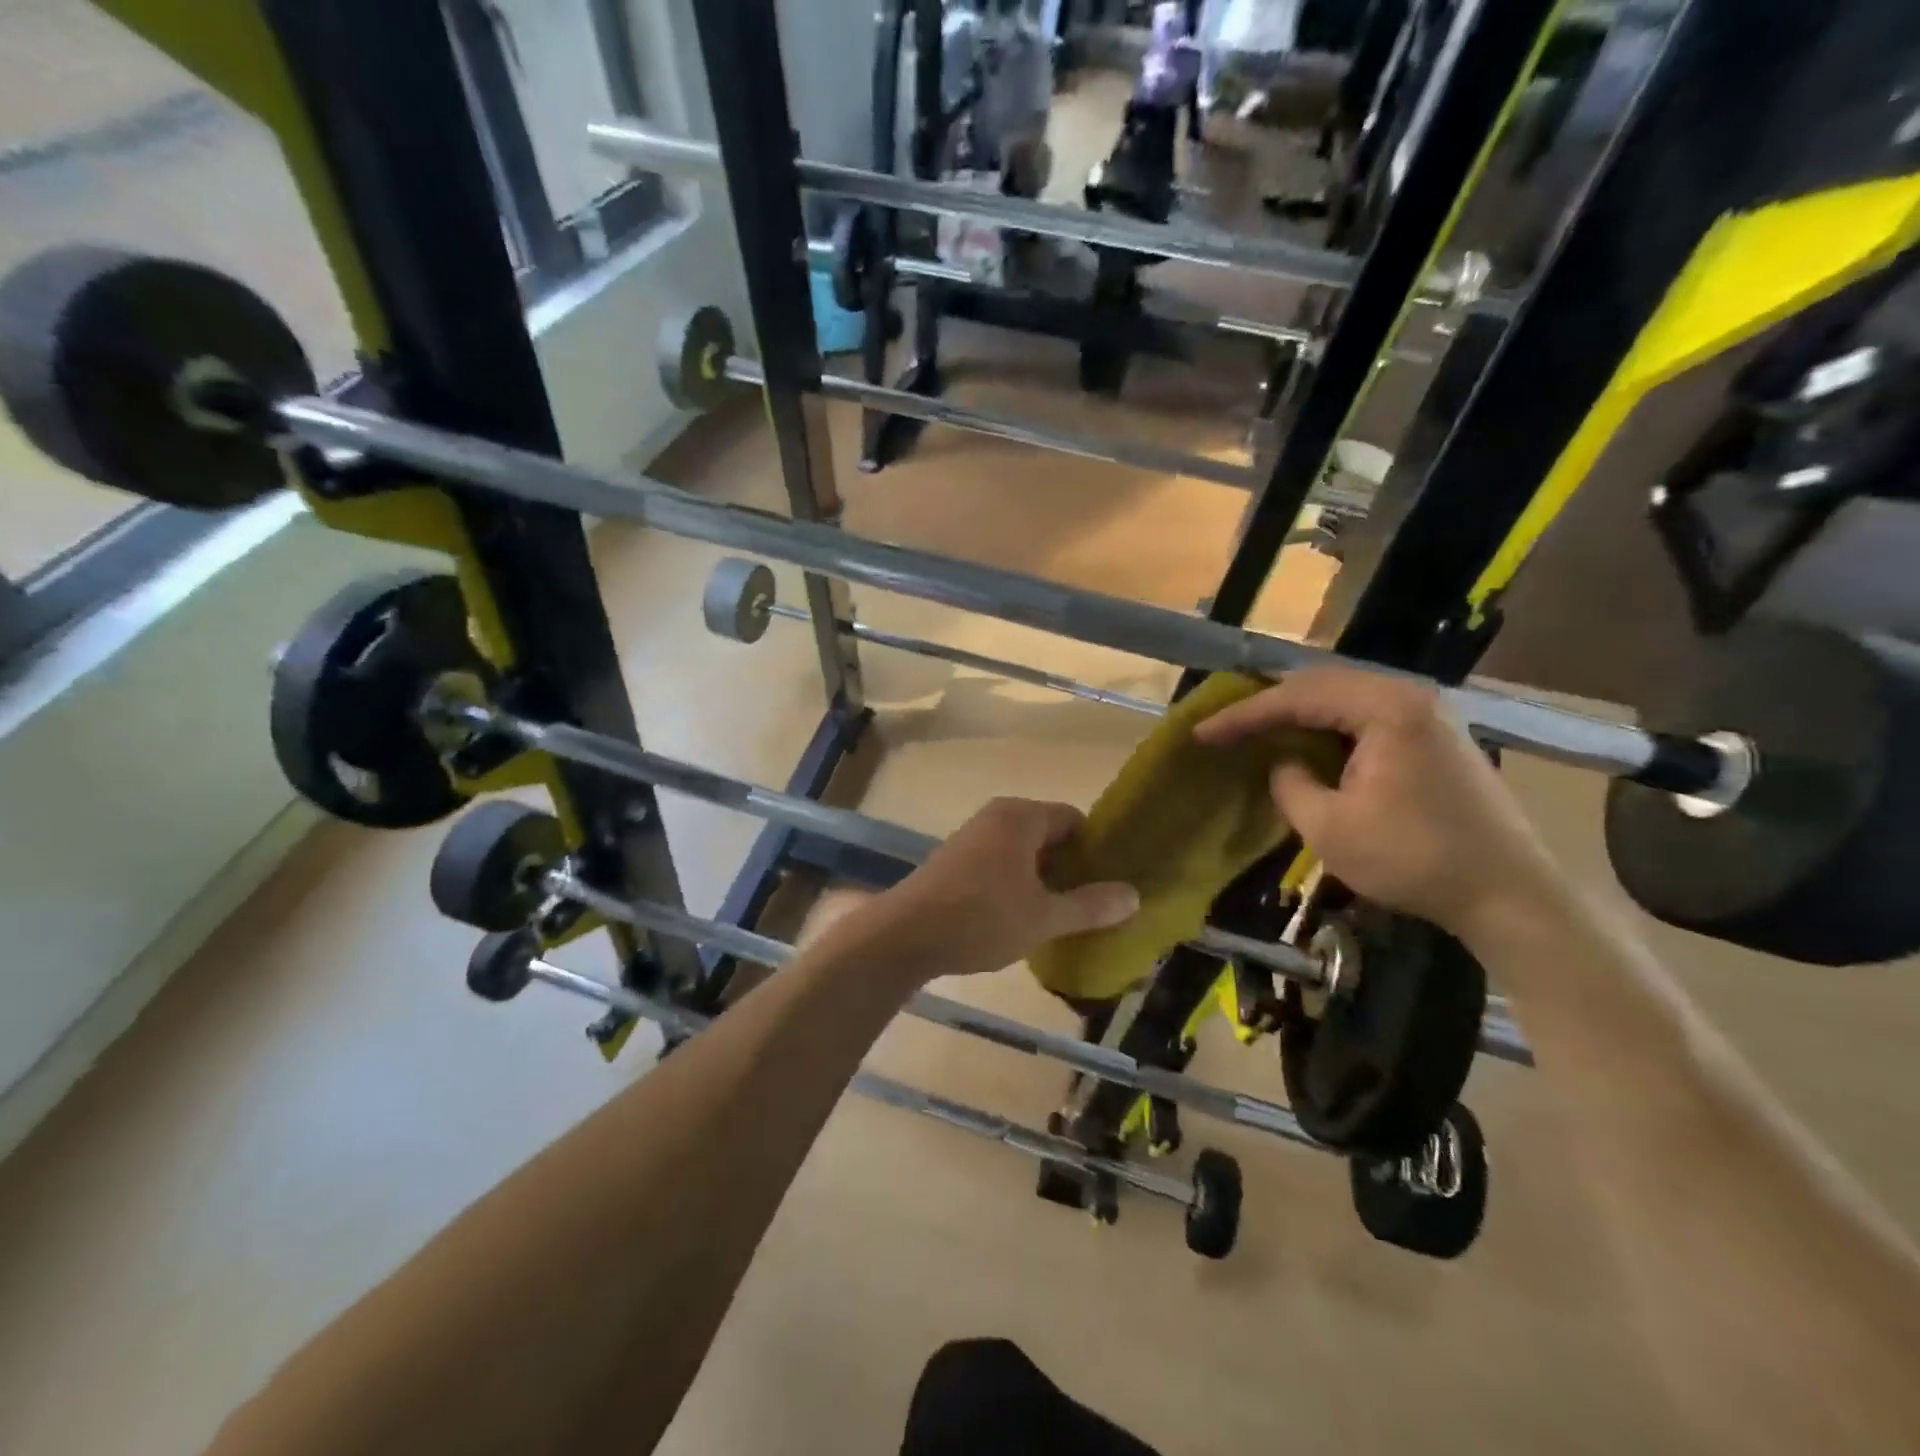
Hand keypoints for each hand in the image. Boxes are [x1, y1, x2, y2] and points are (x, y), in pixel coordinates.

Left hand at [841, 798, 1139, 984]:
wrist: (905, 934)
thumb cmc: (982, 918)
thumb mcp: (1044, 917)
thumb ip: (1090, 905)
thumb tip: (1134, 895)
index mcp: (1022, 817)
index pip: (1074, 820)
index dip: (1096, 850)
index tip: (1110, 883)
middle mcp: (997, 816)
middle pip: (1049, 834)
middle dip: (1070, 867)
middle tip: (1091, 903)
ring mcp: (972, 836)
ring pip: (1023, 850)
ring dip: (1042, 878)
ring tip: (1060, 914)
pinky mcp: (954, 859)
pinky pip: (999, 861)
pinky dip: (1016, 882)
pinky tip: (1020, 916)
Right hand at [1193, 667, 1562, 940]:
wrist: (1509, 895)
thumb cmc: (1414, 859)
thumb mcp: (1329, 827)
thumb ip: (1290, 783)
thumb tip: (1282, 763)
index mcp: (1385, 709)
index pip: (1296, 699)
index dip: (1243, 715)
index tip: (1202, 732)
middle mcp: (1409, 696)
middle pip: (1321, 684)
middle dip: (1268, 702)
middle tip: (1225, 721)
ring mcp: (1429, 713)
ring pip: (1344, 695)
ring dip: (1298, 710)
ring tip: (1256, 725)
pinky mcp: (1436, 735)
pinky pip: (1367, 714)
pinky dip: (1328, 723)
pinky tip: (1307, 739)